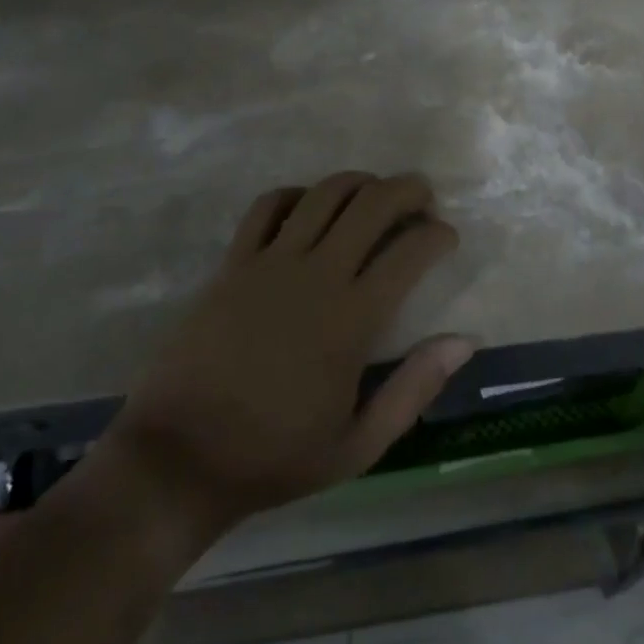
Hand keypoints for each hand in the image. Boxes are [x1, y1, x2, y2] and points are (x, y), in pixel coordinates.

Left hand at [96, 172, 471, 536]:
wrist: (178, 461)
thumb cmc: (274, 457)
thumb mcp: (358, 445)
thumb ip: (414, 389)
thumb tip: (465, 340)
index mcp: (352, 319)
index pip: (410, 251)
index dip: (438, 234)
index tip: (447, 238)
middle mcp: (316, 276)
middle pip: (372, 204)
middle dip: (408, 190)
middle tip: (423, 198)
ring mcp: (269, 263)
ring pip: (324, 194)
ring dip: (360, 182)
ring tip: (374, 193)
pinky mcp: (232, 264)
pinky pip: (268, 206)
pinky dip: (296, 195)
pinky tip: (309, 207)